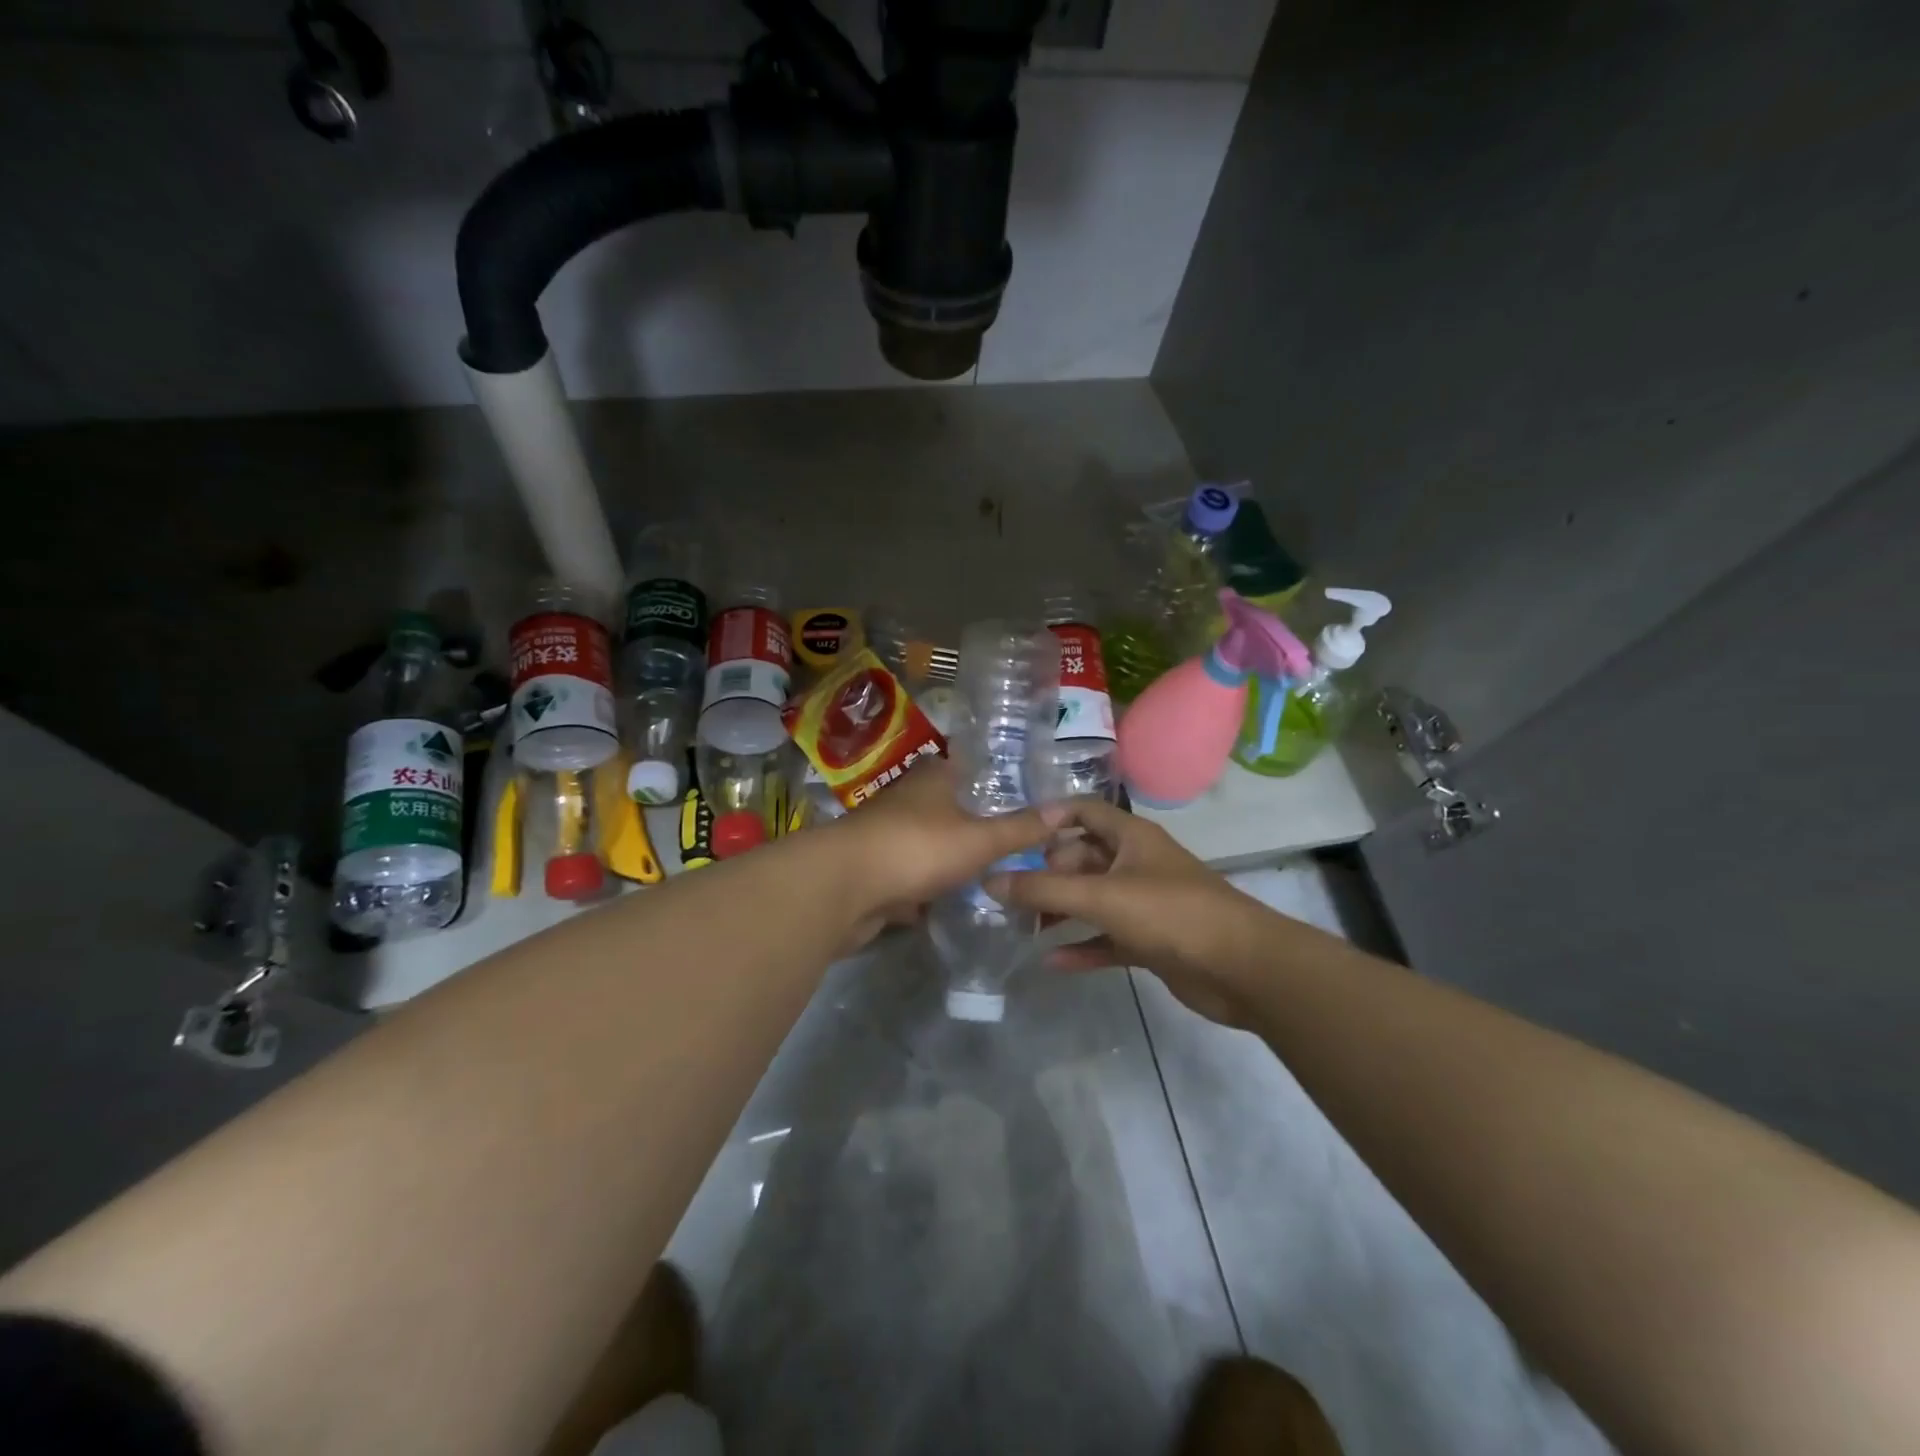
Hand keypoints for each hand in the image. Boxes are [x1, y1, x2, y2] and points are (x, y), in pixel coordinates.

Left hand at [828, 758, 1066, 950]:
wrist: (842, 889)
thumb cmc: (916, 848)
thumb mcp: (979, 839)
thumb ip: (1020, 829)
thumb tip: (1064, 811)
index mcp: (933, 779)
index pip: (968, 767)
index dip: (995, 779)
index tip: (1026, 797)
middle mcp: (909, 800)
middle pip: (950, 808)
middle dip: (978, 826)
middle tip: (1020, 845)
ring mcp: (888, 837)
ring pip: (931, 845)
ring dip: (953, 860)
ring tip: (996, 877)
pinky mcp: (875, 873)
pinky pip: (913, 878)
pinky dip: (930, 890)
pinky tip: (956, 905)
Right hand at [985, 796, 1262, 1025]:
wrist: (1242, 968)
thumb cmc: (1170, 914)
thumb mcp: (1101, 897)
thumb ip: (1043, 890)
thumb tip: (990, 881)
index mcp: (1130, 837)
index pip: (1083, 811)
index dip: (1049, 818)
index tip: (1012, 837)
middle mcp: (1136, 864)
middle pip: (1082, 858)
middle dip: (1047, 873)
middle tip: (1008, 893)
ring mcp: (1145, 903)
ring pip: (1092, 900)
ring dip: (1060, 911)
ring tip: (1021, 926)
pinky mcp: (1151, 941)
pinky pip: (1107, 938)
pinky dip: (1082, 946)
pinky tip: (1051, 961)